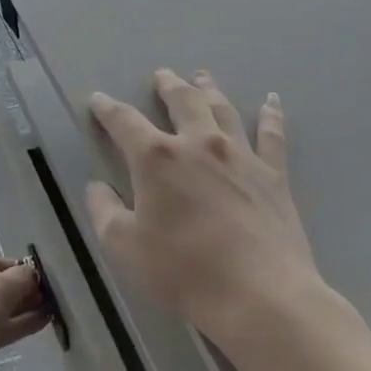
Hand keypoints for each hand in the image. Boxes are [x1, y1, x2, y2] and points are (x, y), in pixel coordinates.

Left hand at [0, 250, 48, 370]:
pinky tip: (40, 323)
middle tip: (47, 294)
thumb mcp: (0, 286)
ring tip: (50, 308)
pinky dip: (13, 326)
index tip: (35, 275)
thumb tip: (31, 275)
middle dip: (18, 289)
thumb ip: (20, 277)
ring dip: (19, 309)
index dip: (11, 265)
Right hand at [85, 69, 327, 346]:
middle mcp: (198, 144)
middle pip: (181, 101)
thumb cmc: (183, 271)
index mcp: (156, 158)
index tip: (98, 100)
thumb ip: (104, 211)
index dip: (107, 108)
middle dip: (167, 85)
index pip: (124, 122)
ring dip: (209, 90)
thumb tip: (96, 187)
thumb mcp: (124, 246)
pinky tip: (273, 100)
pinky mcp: (273, 175)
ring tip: (202, 77)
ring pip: (222, 110)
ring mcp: (240, 156)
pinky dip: (272, 115)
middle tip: (161, 75)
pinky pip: (272, 135)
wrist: (260, 295)